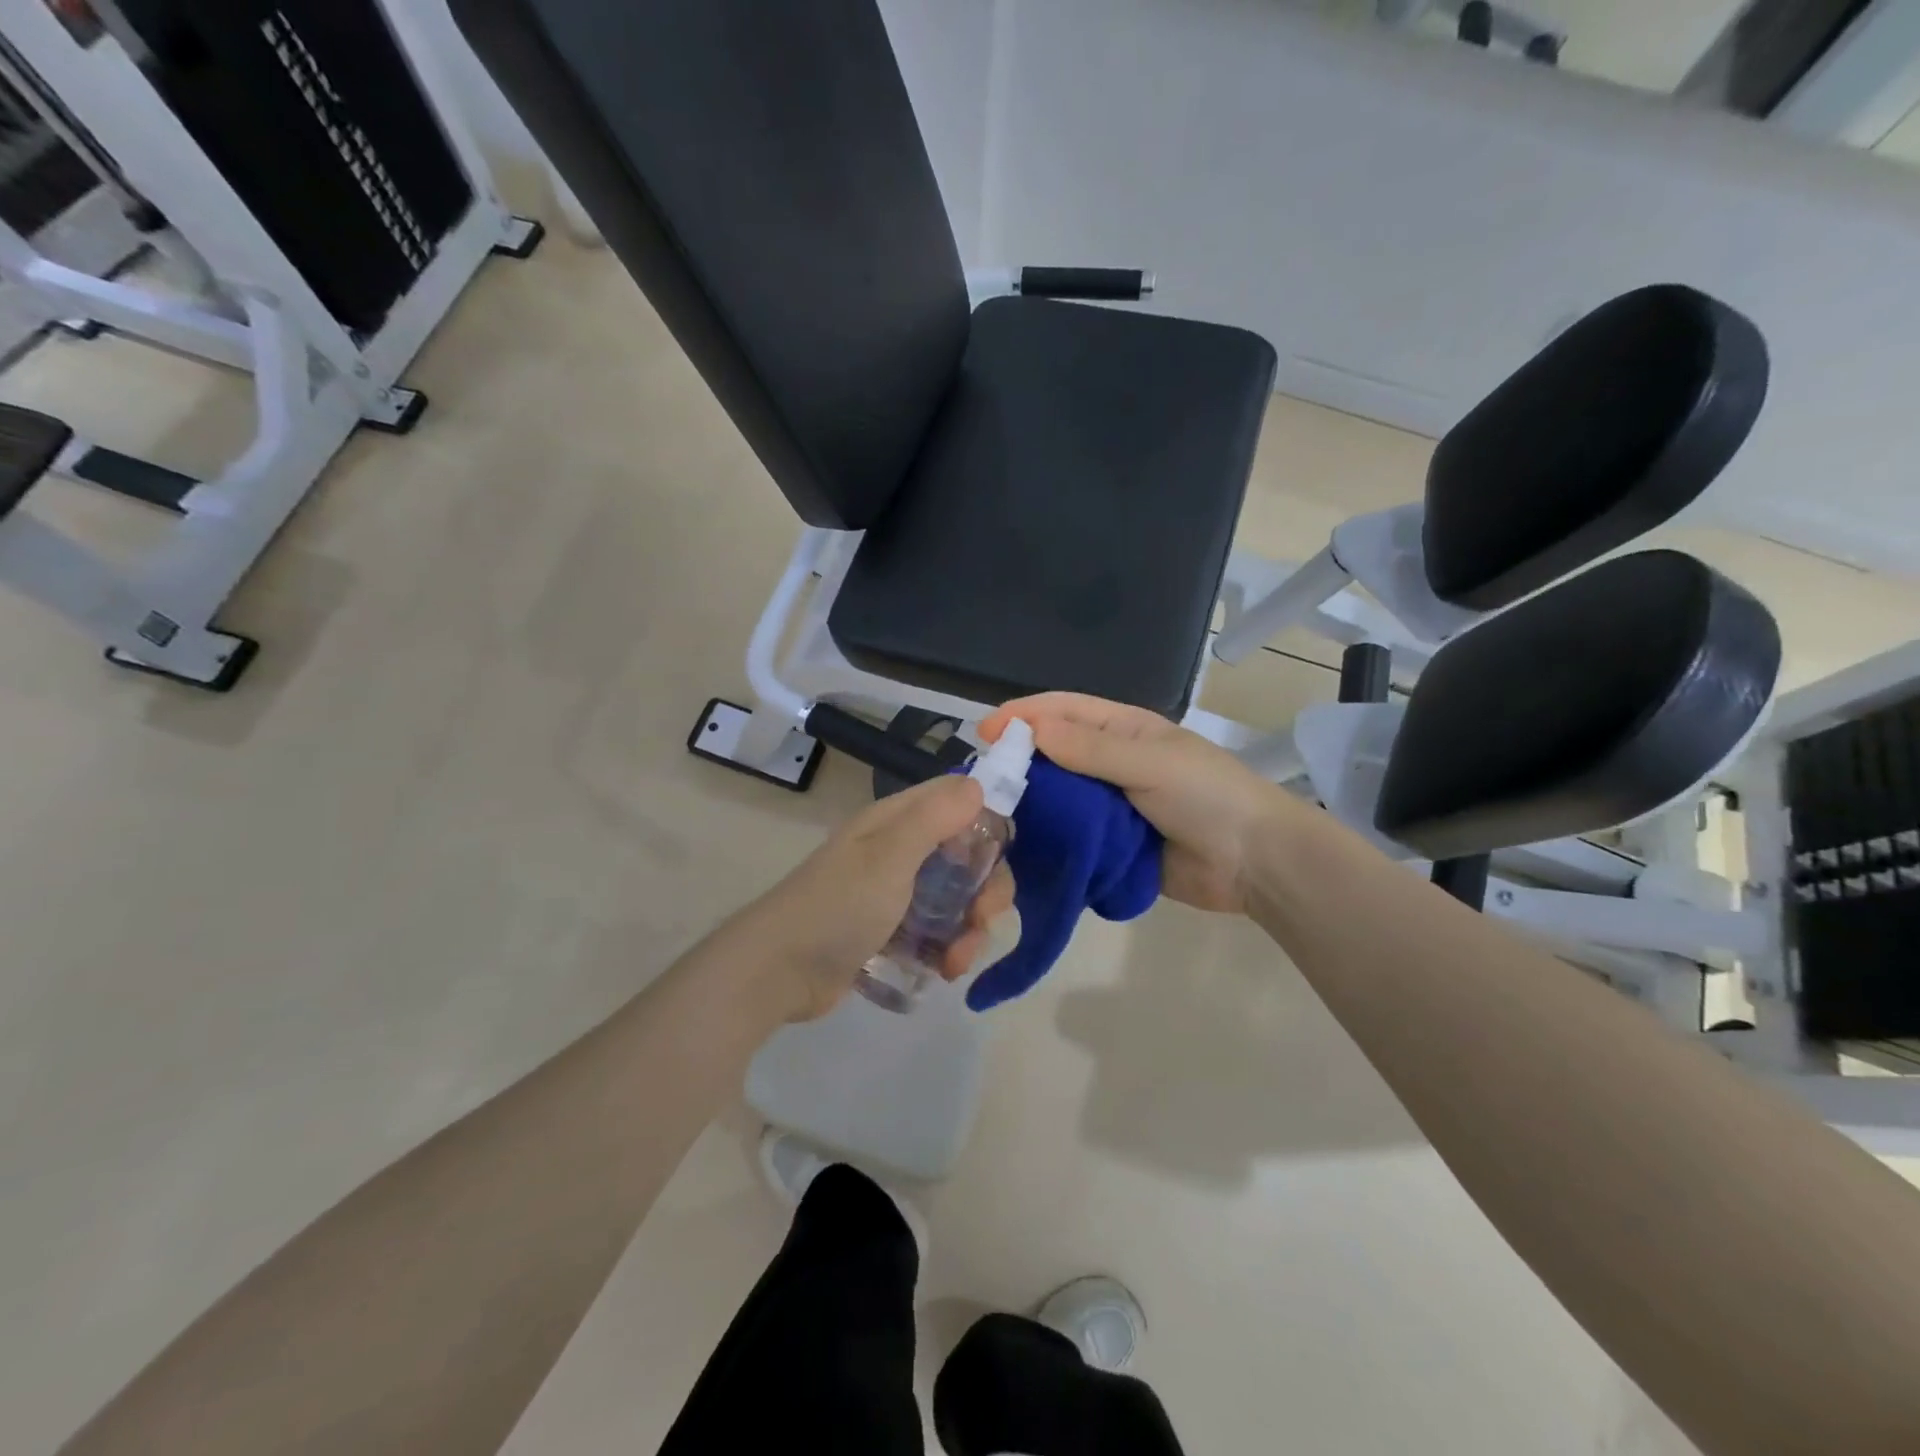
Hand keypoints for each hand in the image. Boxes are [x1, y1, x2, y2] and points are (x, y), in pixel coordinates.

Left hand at [747, 775, 1016, 1020]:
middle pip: (965, 855)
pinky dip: (948, 948)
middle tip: (983, 917)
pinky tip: (945, 971)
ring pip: (956, 898)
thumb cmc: (838, 906)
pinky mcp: (892, 932)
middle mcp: (900, 850)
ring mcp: (896, 893)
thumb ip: (934, 818)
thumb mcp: (889, 857)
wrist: (778, 971)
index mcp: (898, 822)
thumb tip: (977, 785)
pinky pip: (937, 931)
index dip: (986, 823)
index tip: (999, 857)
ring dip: (969, 927)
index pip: (958, 802)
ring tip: (957, 960)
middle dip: (985, 887)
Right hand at [979, 693, 1294, 913]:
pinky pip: (1071, 837)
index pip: (1063, 711)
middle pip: (1054, 754)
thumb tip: (1030, 730)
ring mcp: (1110, 806)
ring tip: (989, 816)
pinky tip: (1018, 848)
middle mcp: (1111, 763)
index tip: (984, 732)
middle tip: (980, 780)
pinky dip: (1048, 840)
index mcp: (1124, 730)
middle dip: (1018, 761)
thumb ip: (1090, 748)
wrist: (1254, 862)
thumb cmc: (1206, 795)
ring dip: (1029, 803)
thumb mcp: (1149, 762)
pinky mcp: (1110, 845)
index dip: (1023, 716)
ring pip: (1058, 798)